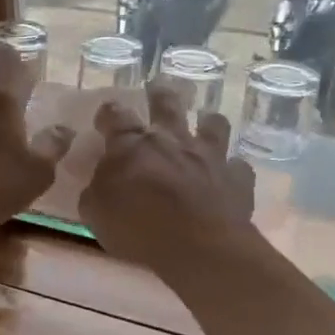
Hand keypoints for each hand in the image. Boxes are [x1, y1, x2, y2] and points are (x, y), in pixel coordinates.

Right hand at [79, 82, 256, 277]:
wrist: (199, 246)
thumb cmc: (139, 228)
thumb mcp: (96, 213)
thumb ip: (96, 191)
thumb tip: (98, 183)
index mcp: (132, 145)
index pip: (115, 115)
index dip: (108, 113)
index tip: (105, 116)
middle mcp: (171, 139)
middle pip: (166, 103)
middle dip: (160, 94)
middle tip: (157, 88)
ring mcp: (209, 155)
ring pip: (213, 123)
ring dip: (207, 121)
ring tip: (205, 122)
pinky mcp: (237, 177)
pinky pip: (238, 165)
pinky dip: (231, 168)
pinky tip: (228, 174)